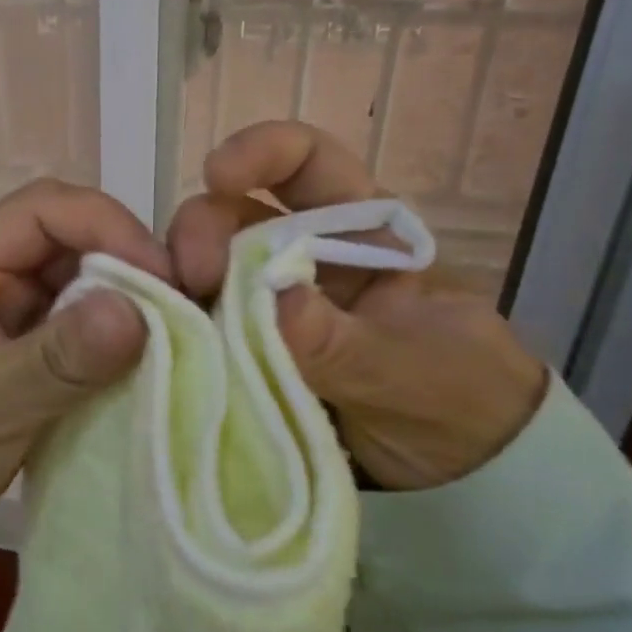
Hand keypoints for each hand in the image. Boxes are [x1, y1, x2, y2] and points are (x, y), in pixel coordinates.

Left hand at [0, 178, 167, 569]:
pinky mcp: (22, 364)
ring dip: (123, 308)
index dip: (107, 226)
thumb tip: (140, 310)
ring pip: (78, 290)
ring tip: (175, 343)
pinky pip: (77, 336)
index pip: (42, 210)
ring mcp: (5, 324)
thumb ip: (57, 358)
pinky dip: (111, 347)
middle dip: (126, 266)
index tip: (164, 277)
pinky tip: (144, 371)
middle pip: (67, 243)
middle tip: (183, 313)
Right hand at [169, 121, 546, 489]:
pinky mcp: (244, 345)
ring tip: (169, 319)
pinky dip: (179, 326)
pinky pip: (201, 322)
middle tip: (190, 279)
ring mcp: (267, 300)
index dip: (260, 152)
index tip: (216, 176)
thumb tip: (269, 300)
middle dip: (203, 231)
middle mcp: (303, 252)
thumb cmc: (461, 400)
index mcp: (359, 229)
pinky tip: (166, 342)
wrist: (464, 479)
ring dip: (179, 282)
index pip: (305, 161)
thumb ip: (339, 341)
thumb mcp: (410, 370)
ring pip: (206, 266)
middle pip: (235, 213)